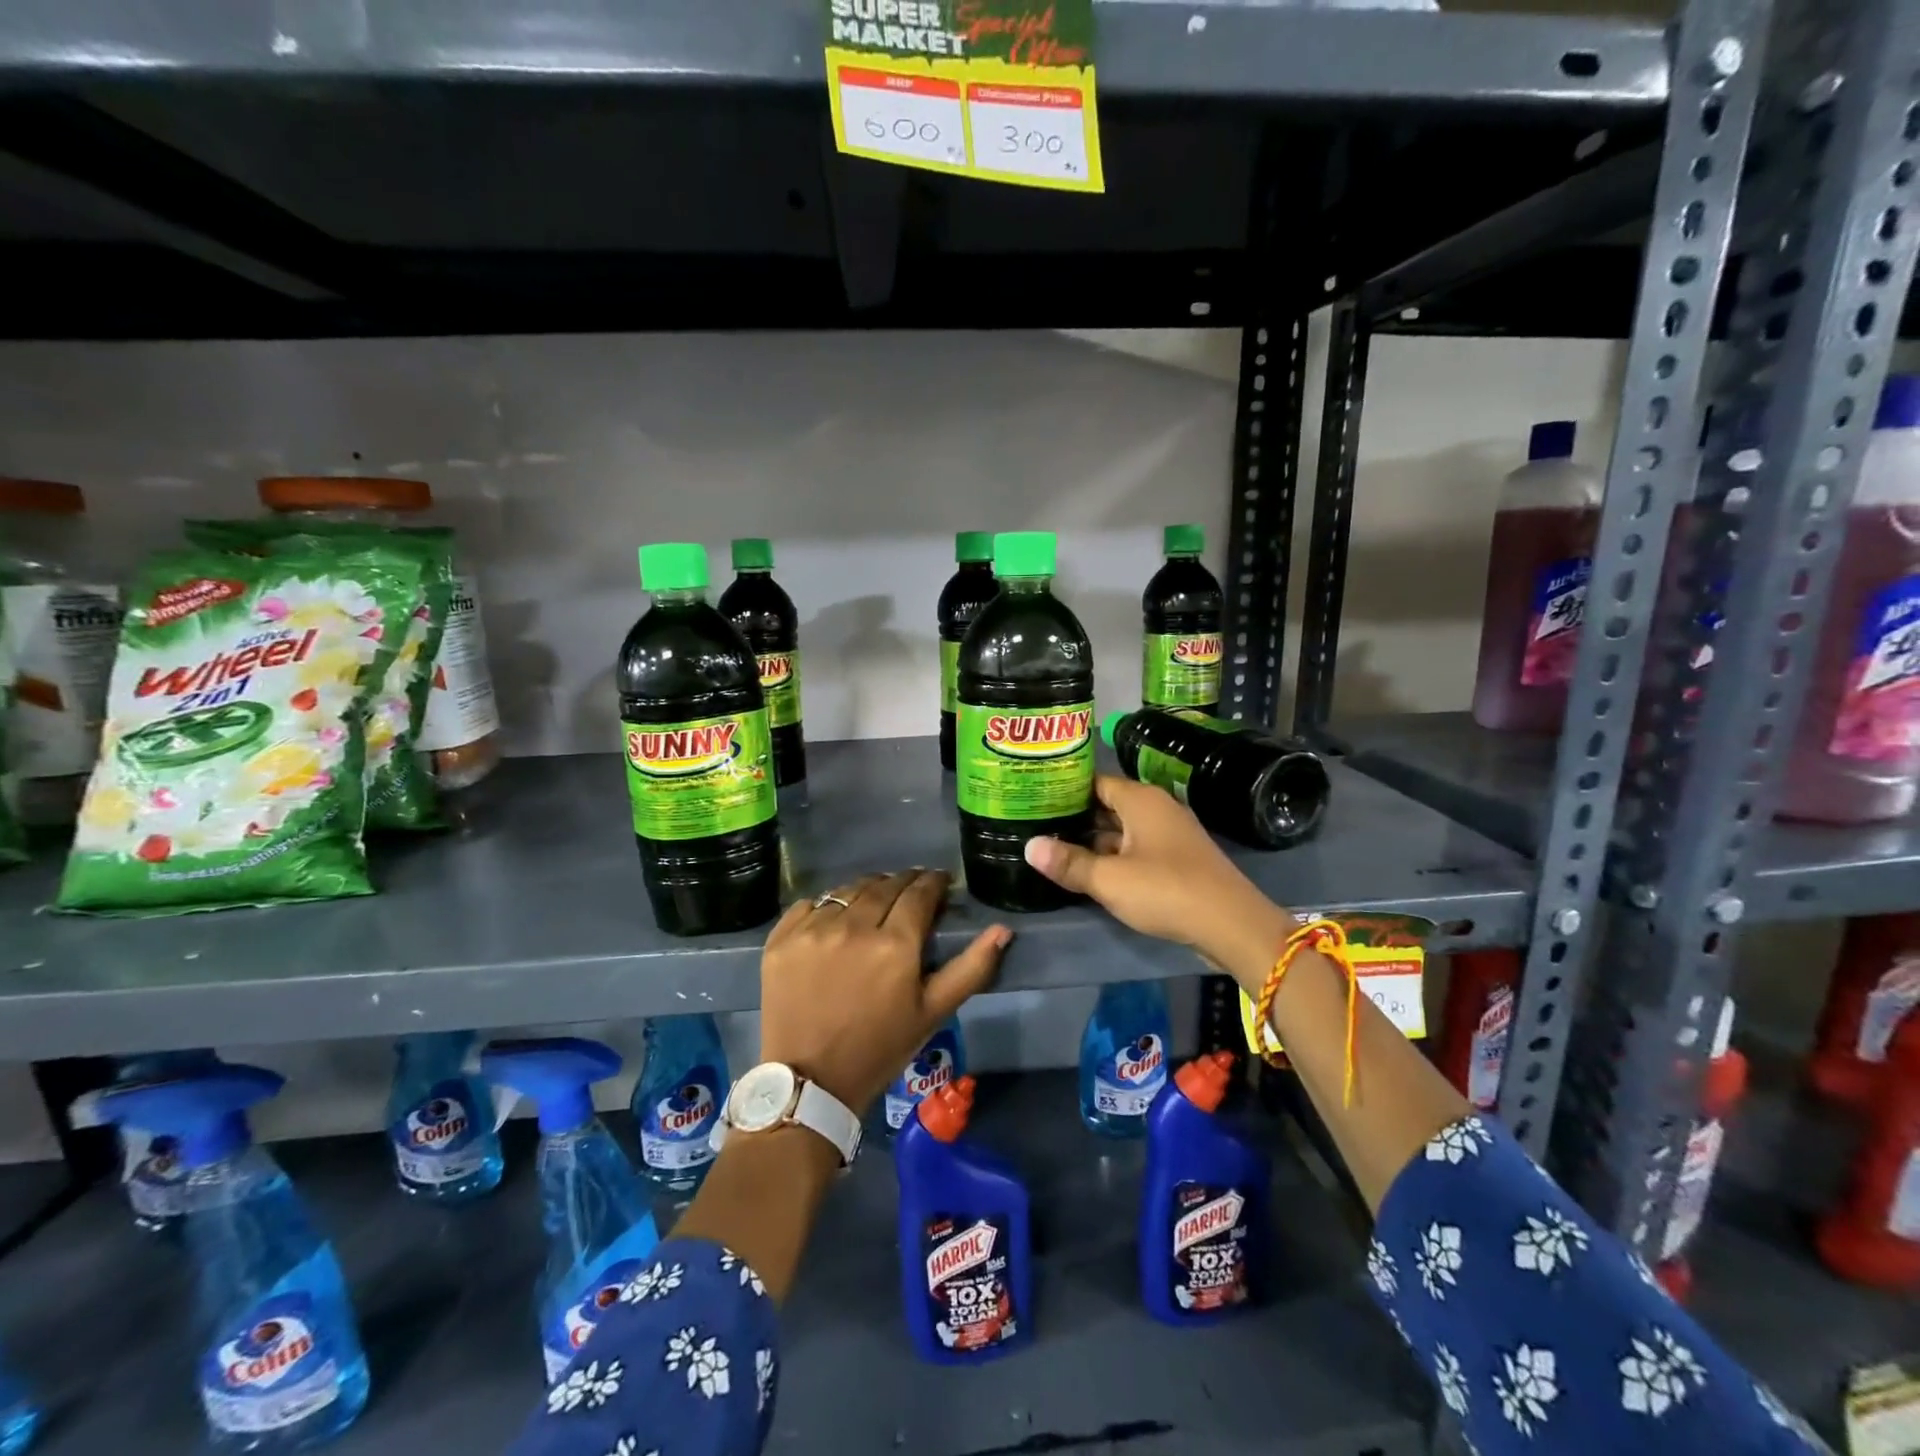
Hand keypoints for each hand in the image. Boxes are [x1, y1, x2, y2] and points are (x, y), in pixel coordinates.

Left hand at [758, 870, 1009, 1114]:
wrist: (811, 1082)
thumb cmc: (880, 1048)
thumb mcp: (934, 1012)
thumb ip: (972, 968)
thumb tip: (1003, 929)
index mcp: (895, 944)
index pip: (919, 892)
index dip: (933, 882)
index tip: (940, 883)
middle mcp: (854, 926)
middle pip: (884, 885)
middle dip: (903, 883)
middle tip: (911, 893)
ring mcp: (813, 930)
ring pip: (848, 890)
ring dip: (867, 891)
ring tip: (874, 904)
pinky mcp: (782, 938)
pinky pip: (810, 904)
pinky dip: (827, 906)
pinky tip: (835, 922)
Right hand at [1023, 775, 1293, 977]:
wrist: (1231, 925)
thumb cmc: (1166, 890)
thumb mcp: (1109, 879)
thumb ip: (1069, 862)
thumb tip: (1029, 846)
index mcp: (1140, 800)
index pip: (1094, 782)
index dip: (1064, 790)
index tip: (1033, 798)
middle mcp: (1155, 809)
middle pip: (1107, 806)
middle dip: (1074, 818)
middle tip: (1034, 825)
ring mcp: (1168, 835)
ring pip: (1120, 831)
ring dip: (1092, 841)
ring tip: (1052, 849)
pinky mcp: (1176, 860)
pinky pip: (1135, 850)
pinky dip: (1112, 857)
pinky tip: (1087, 871)